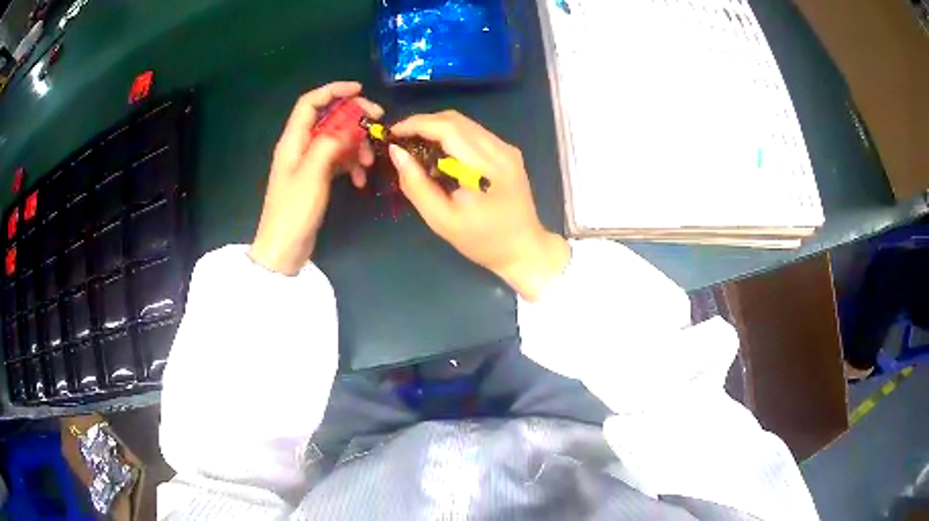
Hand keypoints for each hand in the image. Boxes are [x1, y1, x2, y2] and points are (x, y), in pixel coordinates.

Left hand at [250, 82, 382, 274]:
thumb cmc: (293, 211)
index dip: (333, 91)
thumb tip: (349, 124)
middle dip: (353, 118)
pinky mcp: (316, 178)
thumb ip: (329, 143)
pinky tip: (360, 178)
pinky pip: (338, 160)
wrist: (284, 249)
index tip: (360, 90)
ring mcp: (308, 163)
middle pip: (328, 118)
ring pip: (337, 139)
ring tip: (369, 161)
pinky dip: (351, 164)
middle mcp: (300, 146)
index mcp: (293, 140)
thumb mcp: (311, 174)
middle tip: (377, 122)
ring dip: (356, 145)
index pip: (310, 103)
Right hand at [389, 111, 569, 300]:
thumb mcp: (442, 220)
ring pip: (466, 123)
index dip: (416, 124)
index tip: (393, 133)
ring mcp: (507, 149)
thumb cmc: (482, 240)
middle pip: (456, 120)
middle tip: (401, 139)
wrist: (523, 248)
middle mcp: (499, 150)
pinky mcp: (509, 152)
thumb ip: (416, 185)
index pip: (447, 128)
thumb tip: (397, 152)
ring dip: (437, 128)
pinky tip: (441, 152)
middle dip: (424, 123)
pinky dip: (453, 135)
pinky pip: (475, 133)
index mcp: (485, 167)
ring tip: (416, 144)